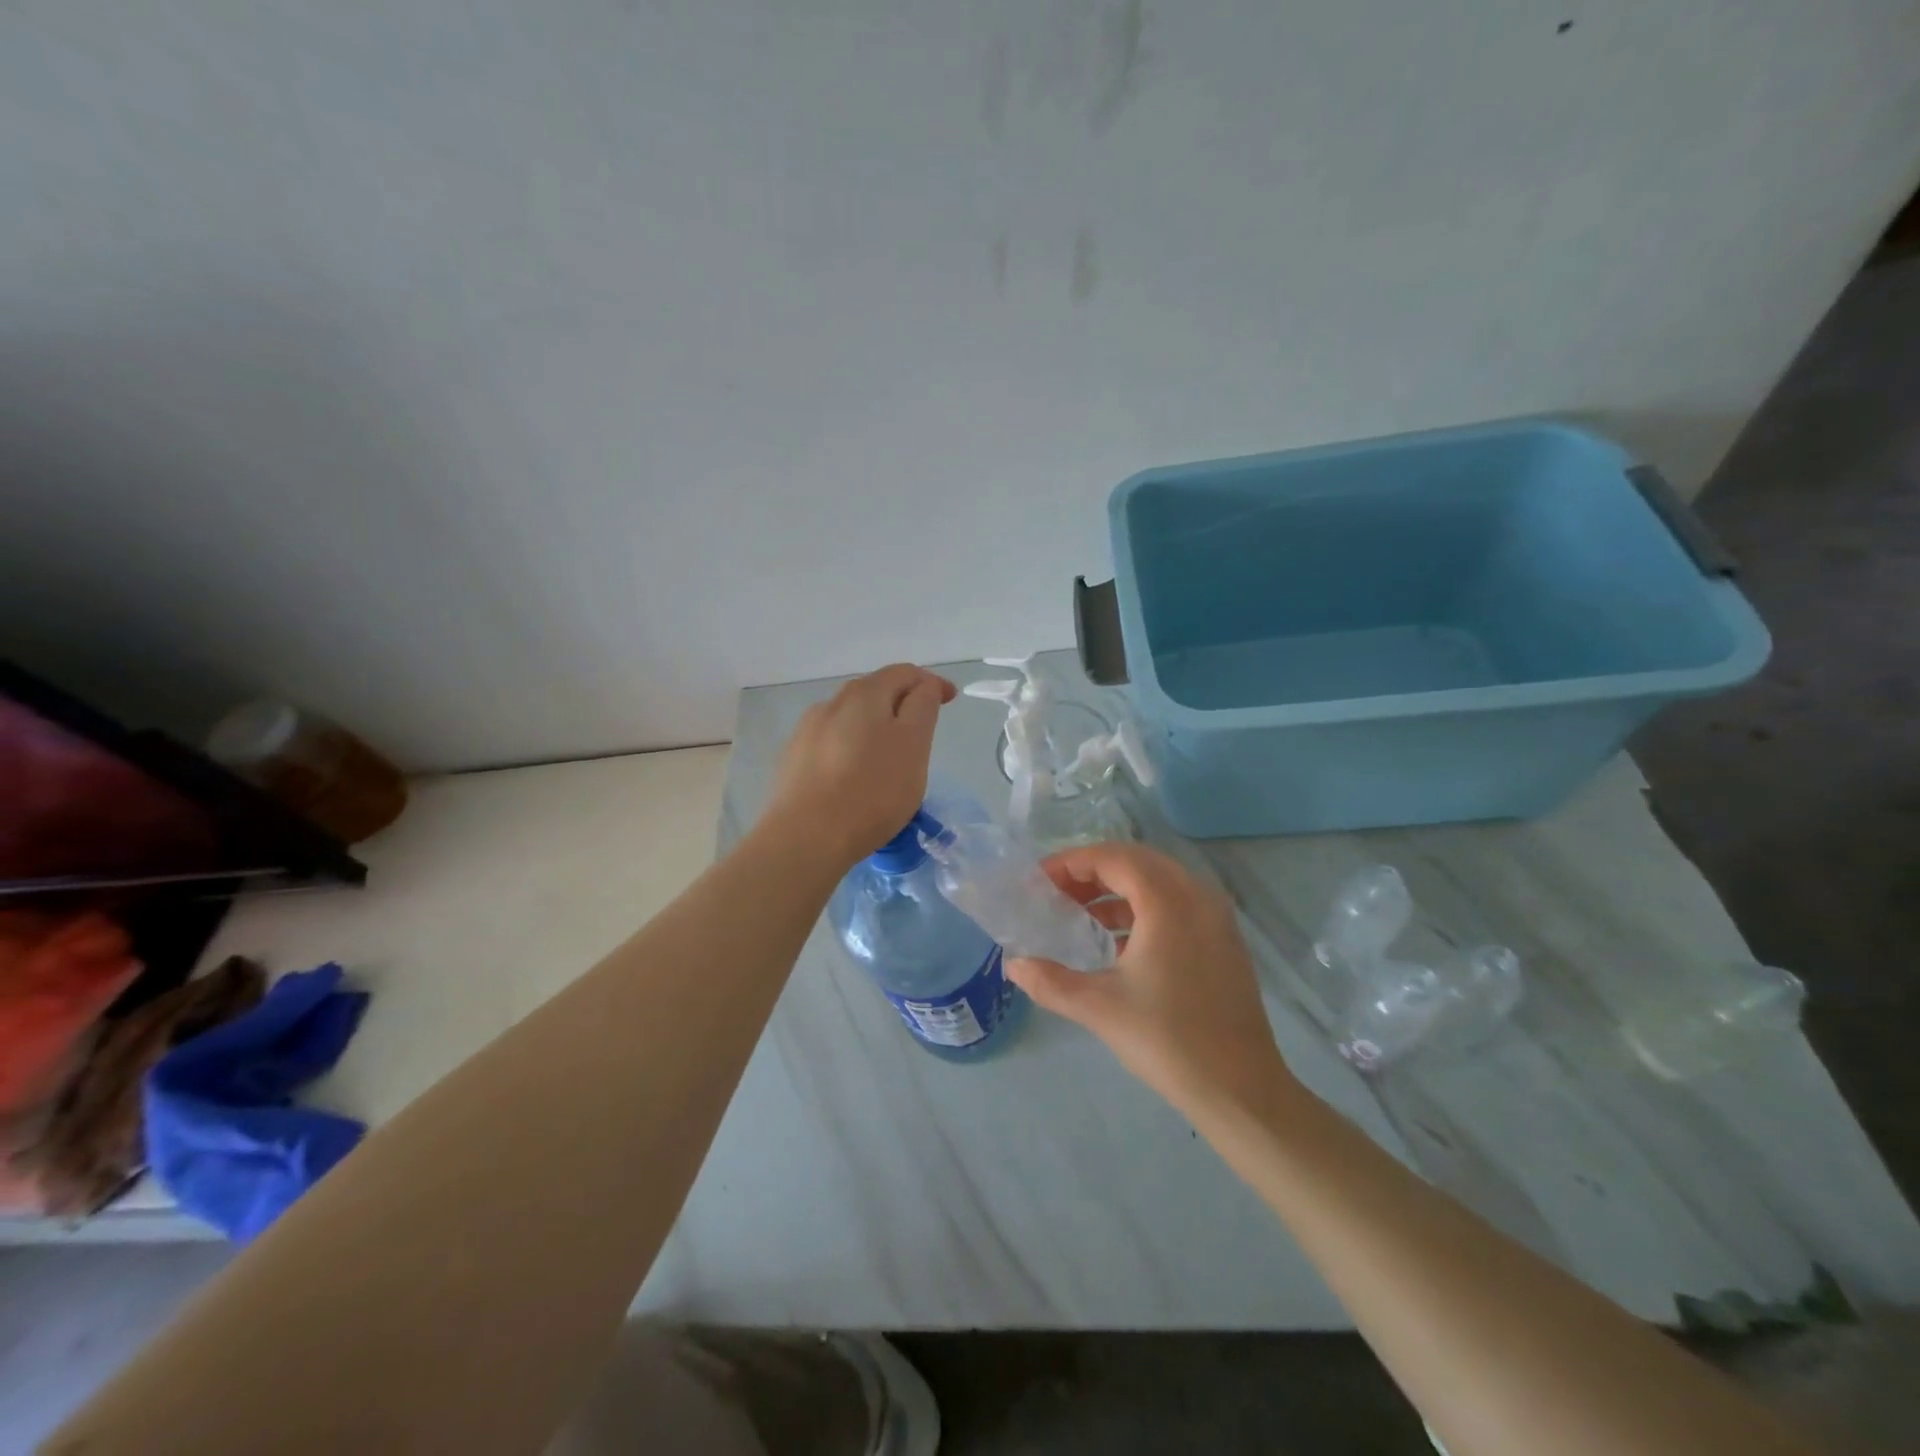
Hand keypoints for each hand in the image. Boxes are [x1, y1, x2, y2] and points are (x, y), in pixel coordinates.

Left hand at [763, 664, 956, 867]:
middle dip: (902, 701)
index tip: (950, 700)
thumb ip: (922, 707)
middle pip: (875, 690)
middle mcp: (832, 702)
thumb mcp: (913, 744)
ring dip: (876, 724)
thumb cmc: (872, 790)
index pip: (905, 673)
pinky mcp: (795, 759)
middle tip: (923, 728)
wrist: (806, 836)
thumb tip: (923, 686)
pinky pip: (833, 741)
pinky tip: (856, 772)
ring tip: (890, 754)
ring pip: (851, 716)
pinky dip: (853, 745)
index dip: (931, 682)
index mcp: (865, 694)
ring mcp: (808, 730)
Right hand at [1004, 842, 1299, 1116]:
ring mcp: (1216, 918)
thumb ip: (1049, 981)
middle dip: (1091, 871)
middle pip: (1136, 862)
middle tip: (1055, 893)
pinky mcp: (1223, 940)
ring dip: (1116, 890)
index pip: (1113, 858)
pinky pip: (1176, 903)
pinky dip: (1142, 908)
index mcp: (1168, 902)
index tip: (1039, 881)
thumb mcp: (1099, 1007)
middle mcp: (1197, 897)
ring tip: (1079, 915)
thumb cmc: (1167, 1040)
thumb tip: (1012, 965)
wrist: (1240, 1089)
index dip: (1071, 863)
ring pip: (1158, 881)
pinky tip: (1116, 942)